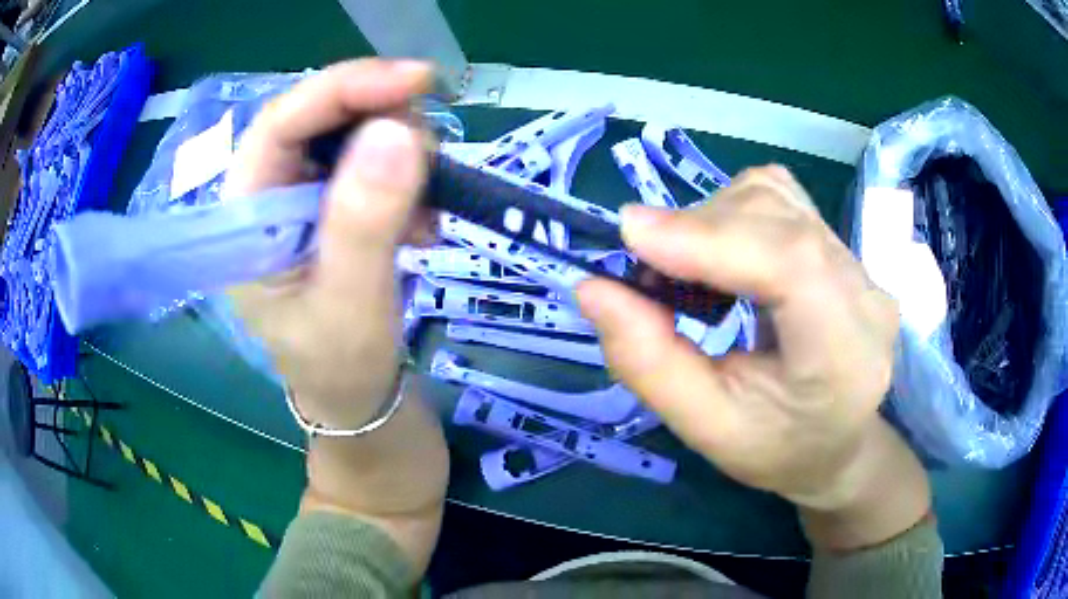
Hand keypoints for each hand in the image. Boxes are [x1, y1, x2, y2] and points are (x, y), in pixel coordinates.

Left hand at [224, 59, 433, 426]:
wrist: (354, 396)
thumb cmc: (340, 364)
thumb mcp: (352, 302)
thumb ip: (365, 221)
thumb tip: (398, 131)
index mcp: (247, 212)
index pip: (282, 123)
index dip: (345, 88)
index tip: (417, 80)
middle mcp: (268, 190)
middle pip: (320, 116)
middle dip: (382, 119)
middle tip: (430, 157)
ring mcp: (300, 193)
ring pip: (353, 131)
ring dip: (401, 153)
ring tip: (424, 214)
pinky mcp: (330, 201)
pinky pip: (374, 159)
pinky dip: (407, 176)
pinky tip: (421, 223)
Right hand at [578, 166, 928, 548]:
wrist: (834, 443)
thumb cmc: (776, 448)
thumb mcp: (704, 428)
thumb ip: (647, 362)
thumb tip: (591, 288)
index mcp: (845, 357)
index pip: (792, 264)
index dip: (711, 236)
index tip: (631, 235)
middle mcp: (864, 295)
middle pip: (776, 218)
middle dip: (697, 231)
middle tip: (647, 274)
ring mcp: (860, 263)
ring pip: (774, 196)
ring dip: (712, 219)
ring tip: (690, 272)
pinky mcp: (843, 246)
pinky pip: (780, 197)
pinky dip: (732, 212)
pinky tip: (723, 256)